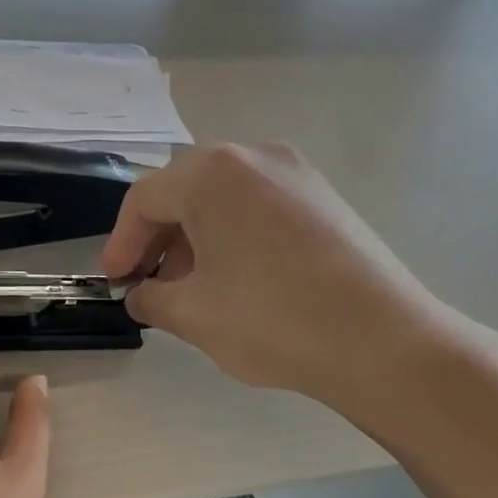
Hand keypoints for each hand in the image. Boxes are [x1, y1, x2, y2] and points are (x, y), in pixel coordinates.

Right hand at [100, 143, 472, 428]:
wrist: (382, 341)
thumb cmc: (271, 320)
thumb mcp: (191, 314)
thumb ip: (151, 298)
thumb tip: (142, 294)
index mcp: (213, 174)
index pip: (145, 199)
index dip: (121, 243)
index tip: (114, 282)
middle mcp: (254, 157)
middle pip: (184, 192)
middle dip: (158, 239)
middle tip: (149, 284)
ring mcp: (297, 174)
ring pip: (223, 199)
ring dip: (195, 239)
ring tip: (192, 288)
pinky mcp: (325, 198)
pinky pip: (259, 207)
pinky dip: (233, 236)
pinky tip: (237, 280)